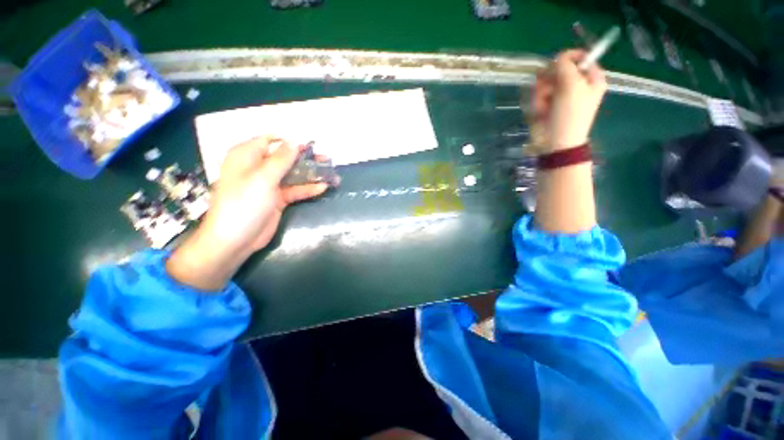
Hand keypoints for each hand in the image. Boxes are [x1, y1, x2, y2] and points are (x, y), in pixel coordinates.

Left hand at [166, 136, 328, 290]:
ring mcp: (269, 185)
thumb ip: (280, 159)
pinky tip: (323, 188)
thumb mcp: (262, 178)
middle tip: (327, 160)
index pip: (271, 142)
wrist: (236, 239)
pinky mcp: (278, 199)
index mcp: (247, 157)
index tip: (310, 147)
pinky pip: (295, 190)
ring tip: (331, 174)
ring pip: (293, 175)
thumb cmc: (244, 203)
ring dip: (311, 174)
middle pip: (286, 158)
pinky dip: (308, 189)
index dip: (290, 143)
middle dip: (306, 159)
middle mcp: (258, 168)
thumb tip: (295, 142)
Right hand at [532, 50, 606, 150]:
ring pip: (544, 82)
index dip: (567, 58)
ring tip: (544, 106)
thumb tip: (557, 58)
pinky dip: (536, 103)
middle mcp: (575, 84)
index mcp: (590, 78)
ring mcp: (559, 95)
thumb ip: (565, 65)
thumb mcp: (572, 85)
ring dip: (541, 93)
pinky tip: (539, 112)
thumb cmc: (570, 115)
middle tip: (549, 90)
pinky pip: (537, 95)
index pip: (580, 56)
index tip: (556, 65)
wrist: (555, 143)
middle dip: (549, 80)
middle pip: (558, 69)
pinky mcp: (545, 104)